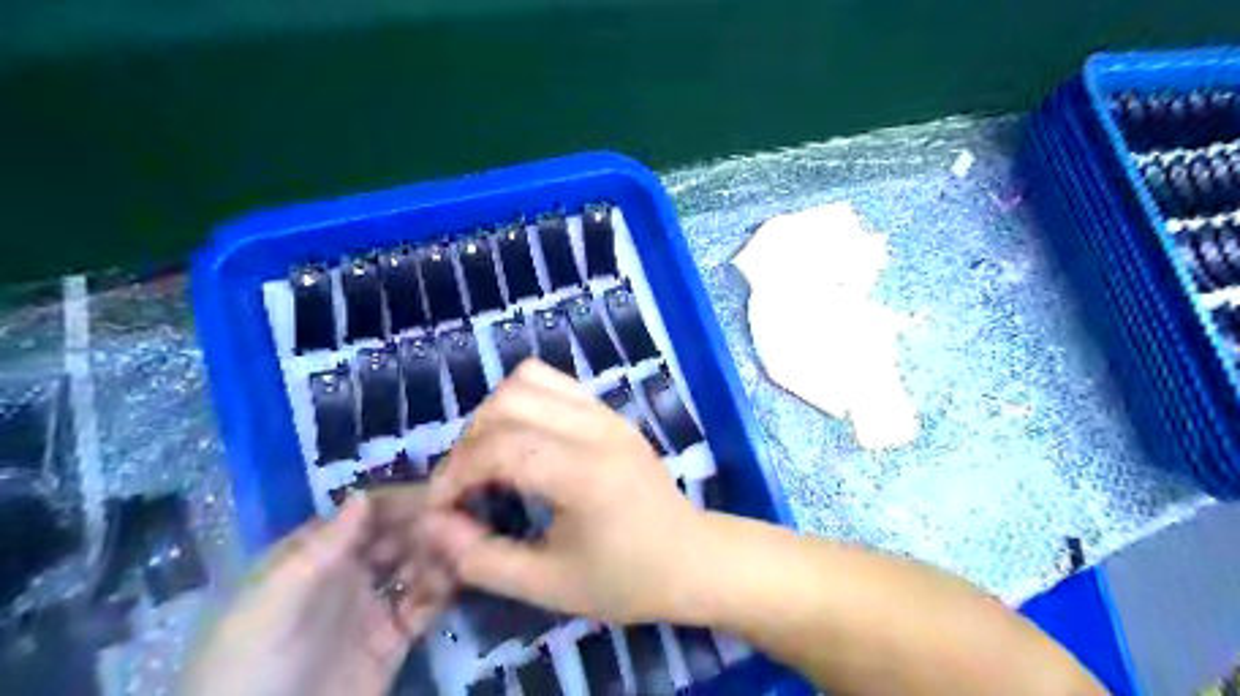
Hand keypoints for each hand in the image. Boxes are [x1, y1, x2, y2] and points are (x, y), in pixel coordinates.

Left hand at [182, 493, 453, 695]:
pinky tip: (457, 579)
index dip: (400, 500)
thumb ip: (321, 548)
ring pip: (416, 566)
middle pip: (397, 536)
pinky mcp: (393, 640)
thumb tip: (364, 495)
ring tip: (465, 547)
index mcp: (313, 558)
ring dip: (440, 553)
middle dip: (427, 524)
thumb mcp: (274, 602)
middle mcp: (348, 575)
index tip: (438, 492)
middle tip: (459, 522)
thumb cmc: (251, 664)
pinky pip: (425, 605)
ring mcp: (372, 607)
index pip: (365, 515)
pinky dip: (443, 588)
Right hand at [417, 360, 707, 622]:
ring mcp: (606, 413)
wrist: (691, 557)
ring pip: (529, 379)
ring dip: (494, 413)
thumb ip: (482, 559)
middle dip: (469, 440)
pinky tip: (523, 440)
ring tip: (490, 457)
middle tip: (465, 485)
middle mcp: (596, 429)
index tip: (440, 507)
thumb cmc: (626, 579)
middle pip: (508, 401)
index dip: (455, 473)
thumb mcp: (548, 586)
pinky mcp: (610, 412)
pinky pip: (555, 382)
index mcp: (585, 473)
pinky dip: (524, 401)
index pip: (500, 447)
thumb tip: (432, 525)